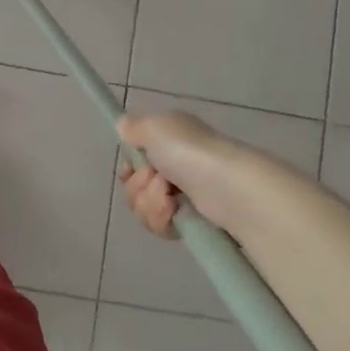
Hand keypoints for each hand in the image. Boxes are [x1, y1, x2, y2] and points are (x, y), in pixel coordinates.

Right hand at [115, 110, 232, 238]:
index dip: (128, 166)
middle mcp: (173, 166)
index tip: (130, 169)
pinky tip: (174, 212)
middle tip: (158, 179)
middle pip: (133, 185)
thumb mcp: (155, 126)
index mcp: (167, 141)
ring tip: (170, 198)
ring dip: (150, 202)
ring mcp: (181, 195)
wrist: (226, 187)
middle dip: (139, 185)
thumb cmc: (189, 151)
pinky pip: (157, 225)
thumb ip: (133, 126)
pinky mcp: (188, 220)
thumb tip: (123, 126)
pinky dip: (161, 219)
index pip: (133, 158)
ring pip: (142, 206)